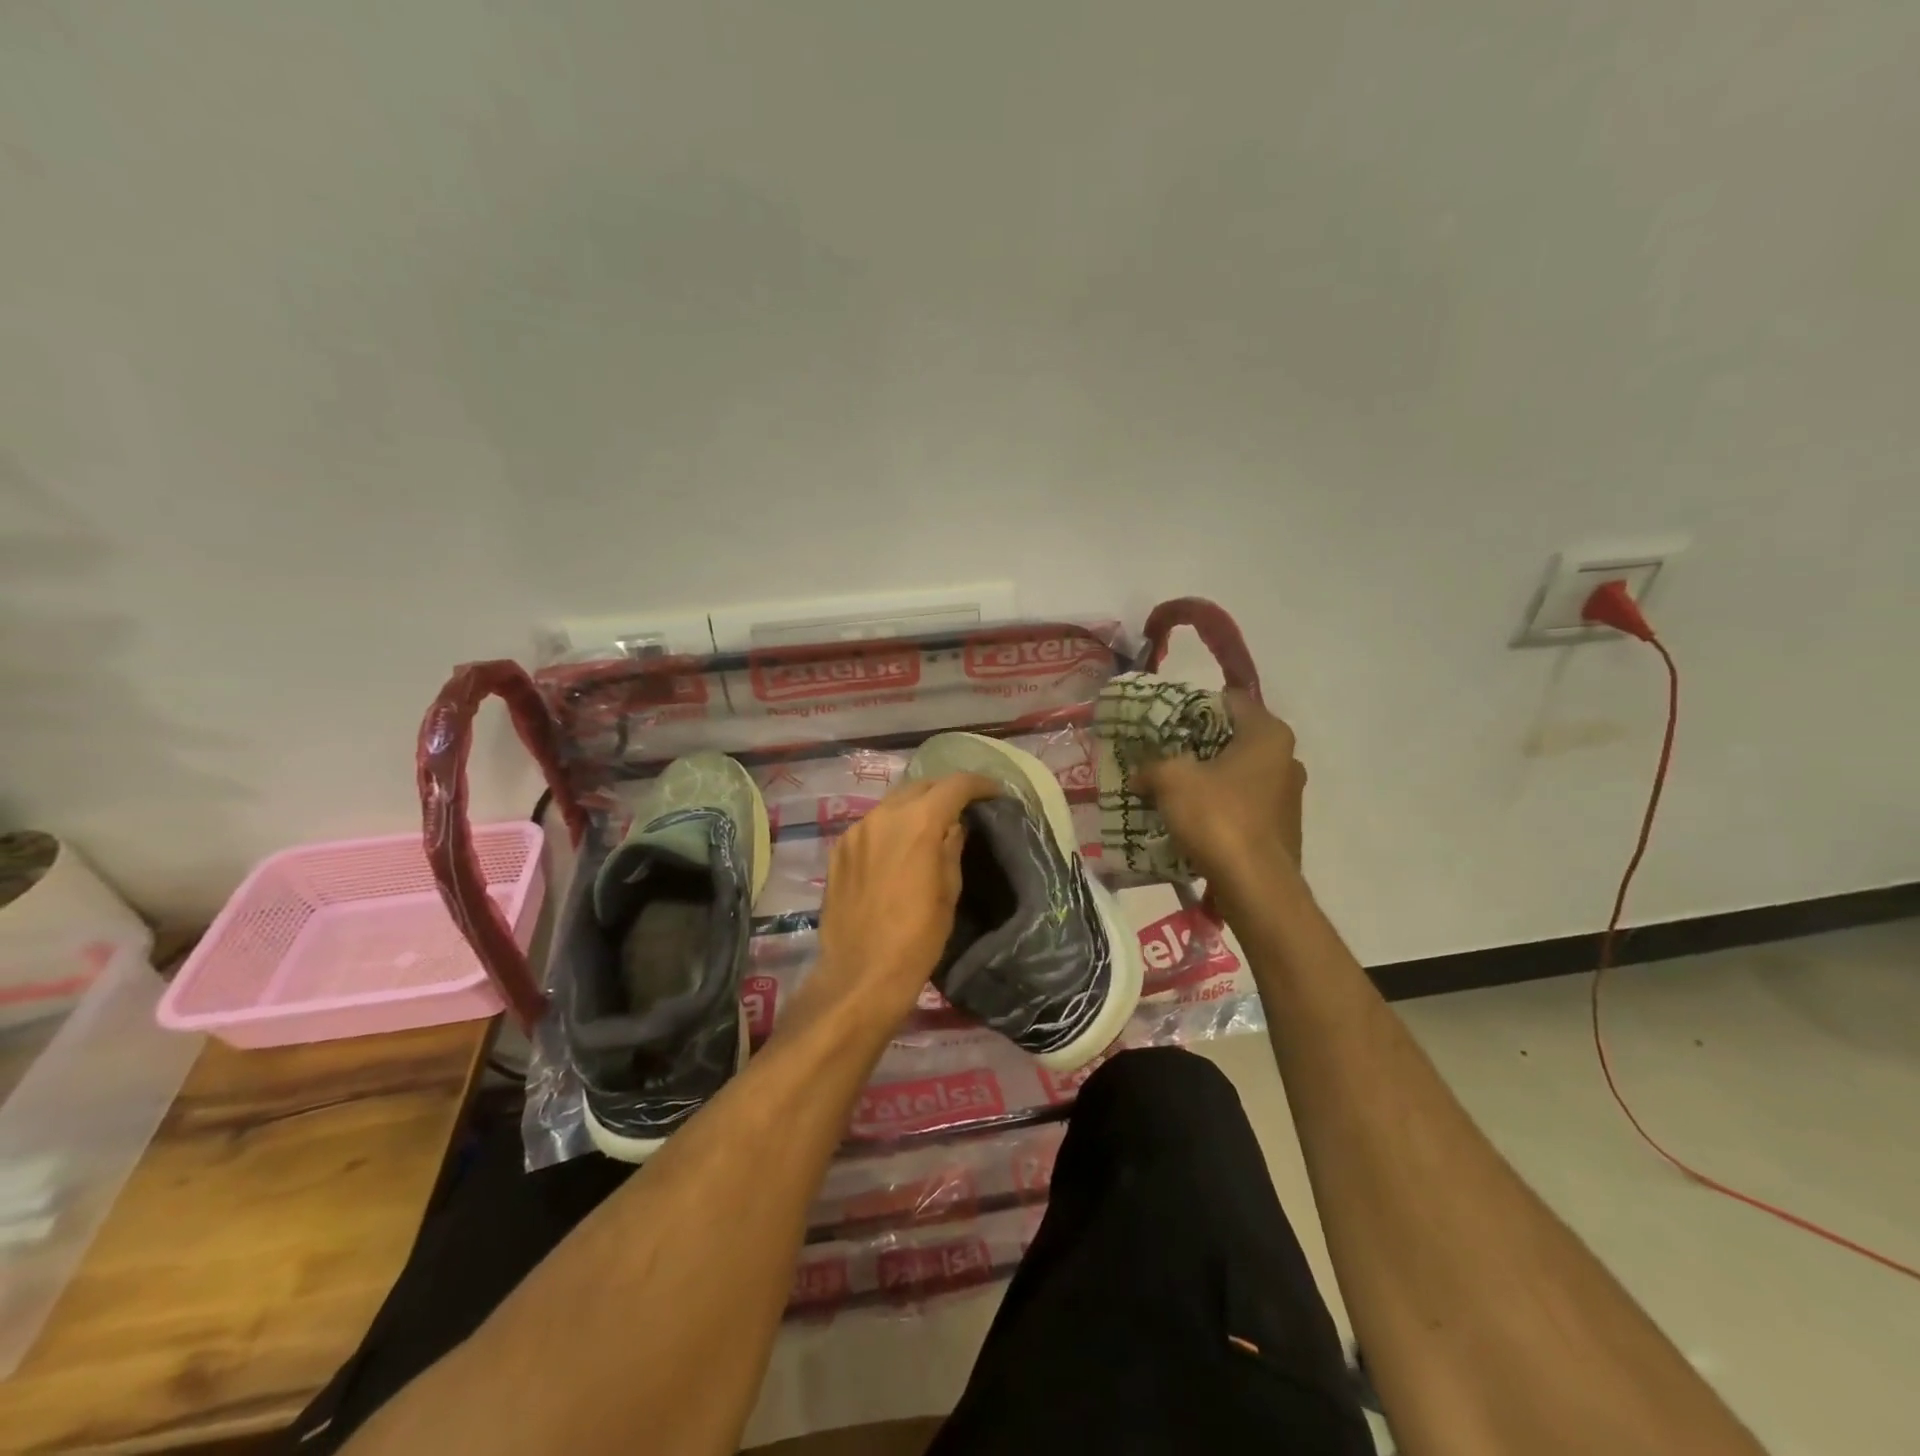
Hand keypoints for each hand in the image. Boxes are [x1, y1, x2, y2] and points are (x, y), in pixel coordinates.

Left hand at [803, 772, 1002, 1033]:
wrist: (861, 974)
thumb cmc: (917, 937)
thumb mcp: (949, 891)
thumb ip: (952, 847)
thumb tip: (954, 824)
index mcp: (918, 822)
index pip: (954, 785)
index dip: (979, 784)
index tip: (994, 792)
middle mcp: (883, 815)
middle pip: (920, 786)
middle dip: (945, 791)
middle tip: (964, 806)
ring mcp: (856, 830)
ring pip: (893, 803)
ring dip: (916, 806)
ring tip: (931, 824)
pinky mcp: (839, 849)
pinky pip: (871, 824)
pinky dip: (891, 826)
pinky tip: (898, 846)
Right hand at [1137, 691, 1305, 912]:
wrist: (1256, 887)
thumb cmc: (1218, 817)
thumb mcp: (1171, 780)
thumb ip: (1152, 766)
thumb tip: (1140, 774)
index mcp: (1268, 734)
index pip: (1230, 700)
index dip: (1195, 705)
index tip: (1167, 718)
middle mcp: (1287, 759)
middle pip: (1235, 738)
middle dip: (1199, 744)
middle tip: (1164, 752)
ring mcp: (1289, 796)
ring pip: (1240, 774)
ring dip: (1210, 778)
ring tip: (1175, 788)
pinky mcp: (1282, 828)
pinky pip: (1245, 804)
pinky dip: (1221, 806)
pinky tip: (1194, 819)